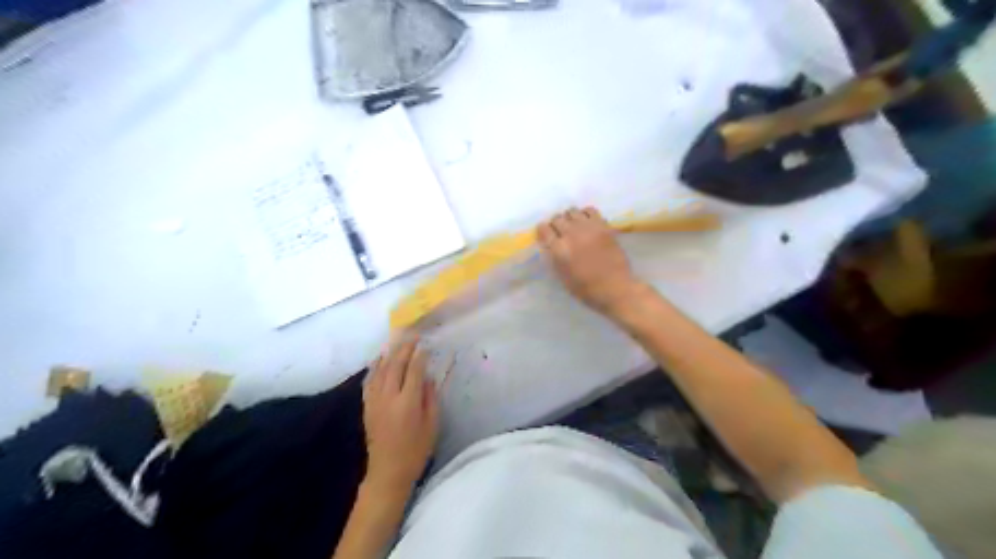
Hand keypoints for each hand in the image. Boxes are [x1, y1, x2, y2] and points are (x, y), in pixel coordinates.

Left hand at [359, 337, 435, 492]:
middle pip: (395, 366)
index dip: (420, 356)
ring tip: (396, 342)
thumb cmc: (416, 450)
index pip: (414, 371)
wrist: (388, 472)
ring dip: (389, 354)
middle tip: (412, 337)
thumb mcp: (432, 425)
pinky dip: (375, 368)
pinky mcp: (367, 407)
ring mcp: (375, 401)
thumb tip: (428, 378)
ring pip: (380, 370)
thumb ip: (430, 398)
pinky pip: (370, 381)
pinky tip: (379, 360)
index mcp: (408, 402)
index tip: (425, 345)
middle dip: (404, 349)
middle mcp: (389, 397)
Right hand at [541, 207, 641, 316]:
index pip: (544, 229)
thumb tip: (550, 245)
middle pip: (557, 219)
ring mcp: (589, 228)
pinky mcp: (603, 226)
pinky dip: (585, 214)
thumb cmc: (587, 290)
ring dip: (569, 218)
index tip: (545, 235)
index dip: (543, 231)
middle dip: (555, 224)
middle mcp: (572, 235)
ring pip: (572, 211)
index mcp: (560, 250)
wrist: (616, 288)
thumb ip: (554, 258)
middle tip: (559, 232)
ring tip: (573, 226)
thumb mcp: (563, 277)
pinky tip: (586, 223)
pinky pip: (590, 210)